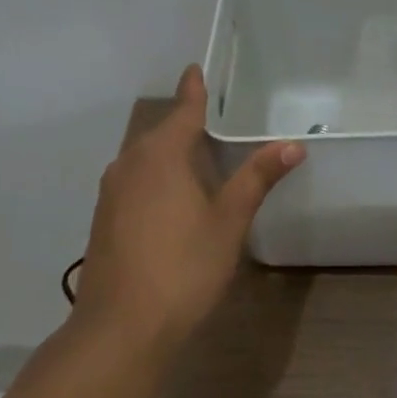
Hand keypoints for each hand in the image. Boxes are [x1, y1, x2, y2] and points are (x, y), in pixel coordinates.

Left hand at [73, 66, 303, 356]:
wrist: (119, 329)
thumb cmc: (182, 267)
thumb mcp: (229, 221)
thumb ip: (257, 178)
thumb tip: (292, 144)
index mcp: (161, 155)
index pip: (184, 110)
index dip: (194, 90)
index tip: (196, 68)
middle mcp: (130, 165)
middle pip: (162, 133)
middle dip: (185, 121)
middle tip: (214, 114)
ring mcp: (112, 193)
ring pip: (145, 158)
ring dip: (170, 151)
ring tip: (199, 152)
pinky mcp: (104, 220)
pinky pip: (135, 181)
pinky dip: (156, 176)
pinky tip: (173, 195)